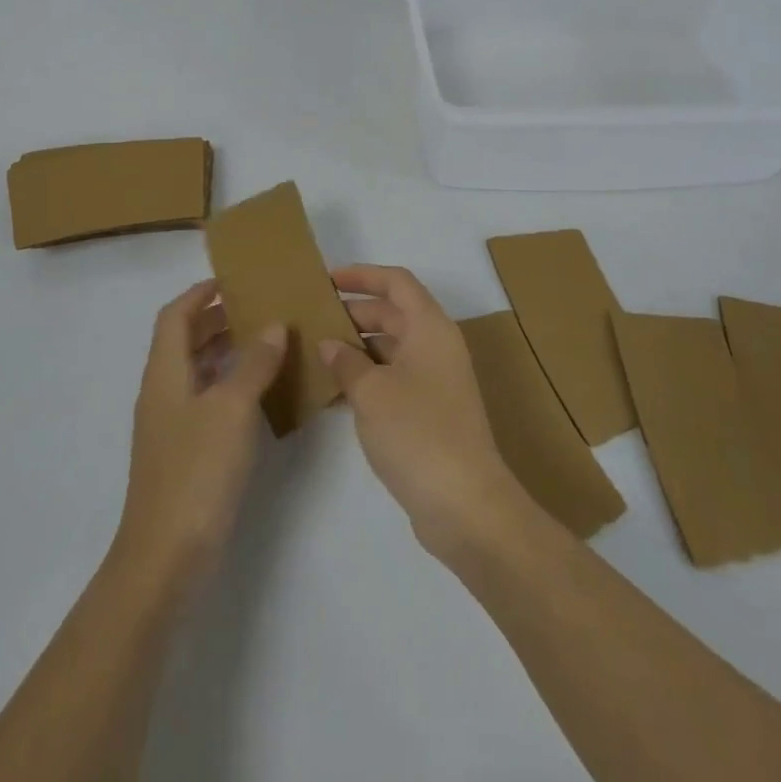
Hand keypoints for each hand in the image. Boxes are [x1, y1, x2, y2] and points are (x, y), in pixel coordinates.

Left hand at [113, 280, 286, 586]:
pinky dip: (227, 384)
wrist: (166, 555)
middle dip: (216, 319)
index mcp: (164, 372)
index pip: (175, 315)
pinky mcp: (182, 451)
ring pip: (195, 370)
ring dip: (224, 351)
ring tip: (264, 343)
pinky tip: (257, 394)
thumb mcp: (231, 408)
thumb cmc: (197, 470)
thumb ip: (253, 363)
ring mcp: (170, 424)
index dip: (199, 293)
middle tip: (258, 309)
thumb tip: (273, 325)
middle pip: (183, 340)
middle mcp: (162, 391)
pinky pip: (204, 399)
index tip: (233, 280)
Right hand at [321, 265, 523, 556]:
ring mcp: (436, 381)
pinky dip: (367, 377)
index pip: (396, 282)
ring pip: (392, 347)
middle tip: (315, 318)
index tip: (328, 280)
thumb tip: (330, 345)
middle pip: (393, 313)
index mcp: (430, 327)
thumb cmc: (418, 432)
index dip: (363, 275)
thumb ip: (346, 362)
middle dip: (354, 312)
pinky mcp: (431, 412)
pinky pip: (394, 378)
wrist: (466, 506)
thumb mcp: (371, 392)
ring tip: (318, 352)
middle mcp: (436, 346)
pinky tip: (335, 392)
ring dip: (358, 347)